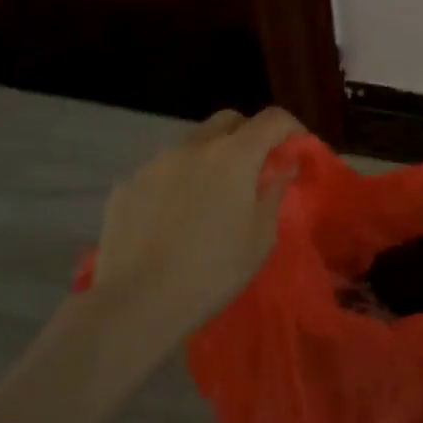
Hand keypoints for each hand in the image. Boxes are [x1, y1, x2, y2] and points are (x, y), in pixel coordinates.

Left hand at [86, 107, 302, 333]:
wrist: (136, 303)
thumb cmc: (212, 272)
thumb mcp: (260, 238)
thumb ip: (274, 193)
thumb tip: (282, 167)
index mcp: (233, 156)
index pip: (271, 119)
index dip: (290, 128)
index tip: (296, 148)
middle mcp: (193, 147)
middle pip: (228, 121)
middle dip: (248, 135)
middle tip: (254, 169)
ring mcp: (154, 163)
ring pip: (192, 143)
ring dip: (210, 158)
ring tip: (209, 197)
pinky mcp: (126, 184)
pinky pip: (161, 170)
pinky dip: (177, 181)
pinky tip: (172, 217)